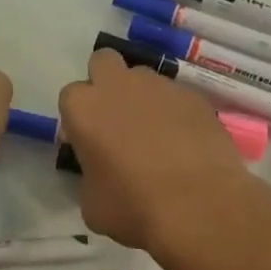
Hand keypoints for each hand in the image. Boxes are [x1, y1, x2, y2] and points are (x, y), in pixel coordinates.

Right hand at [59, 49, 263, 253]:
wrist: (200, 207)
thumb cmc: (134, 208)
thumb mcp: (91, 203)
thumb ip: (89, 174)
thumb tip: (101, 171)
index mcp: (84, 108)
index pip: (71, 96)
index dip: (79, 118)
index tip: (89, 141)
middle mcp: (119, 85)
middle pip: (103, 62)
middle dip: (106, 82)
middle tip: (116, 119)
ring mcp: (160, 86)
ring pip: (143, 78)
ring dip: (143, 97)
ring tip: (157, 135)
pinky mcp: (194, 97)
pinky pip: (177, 97)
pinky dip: (175, 113)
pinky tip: (185, 144)